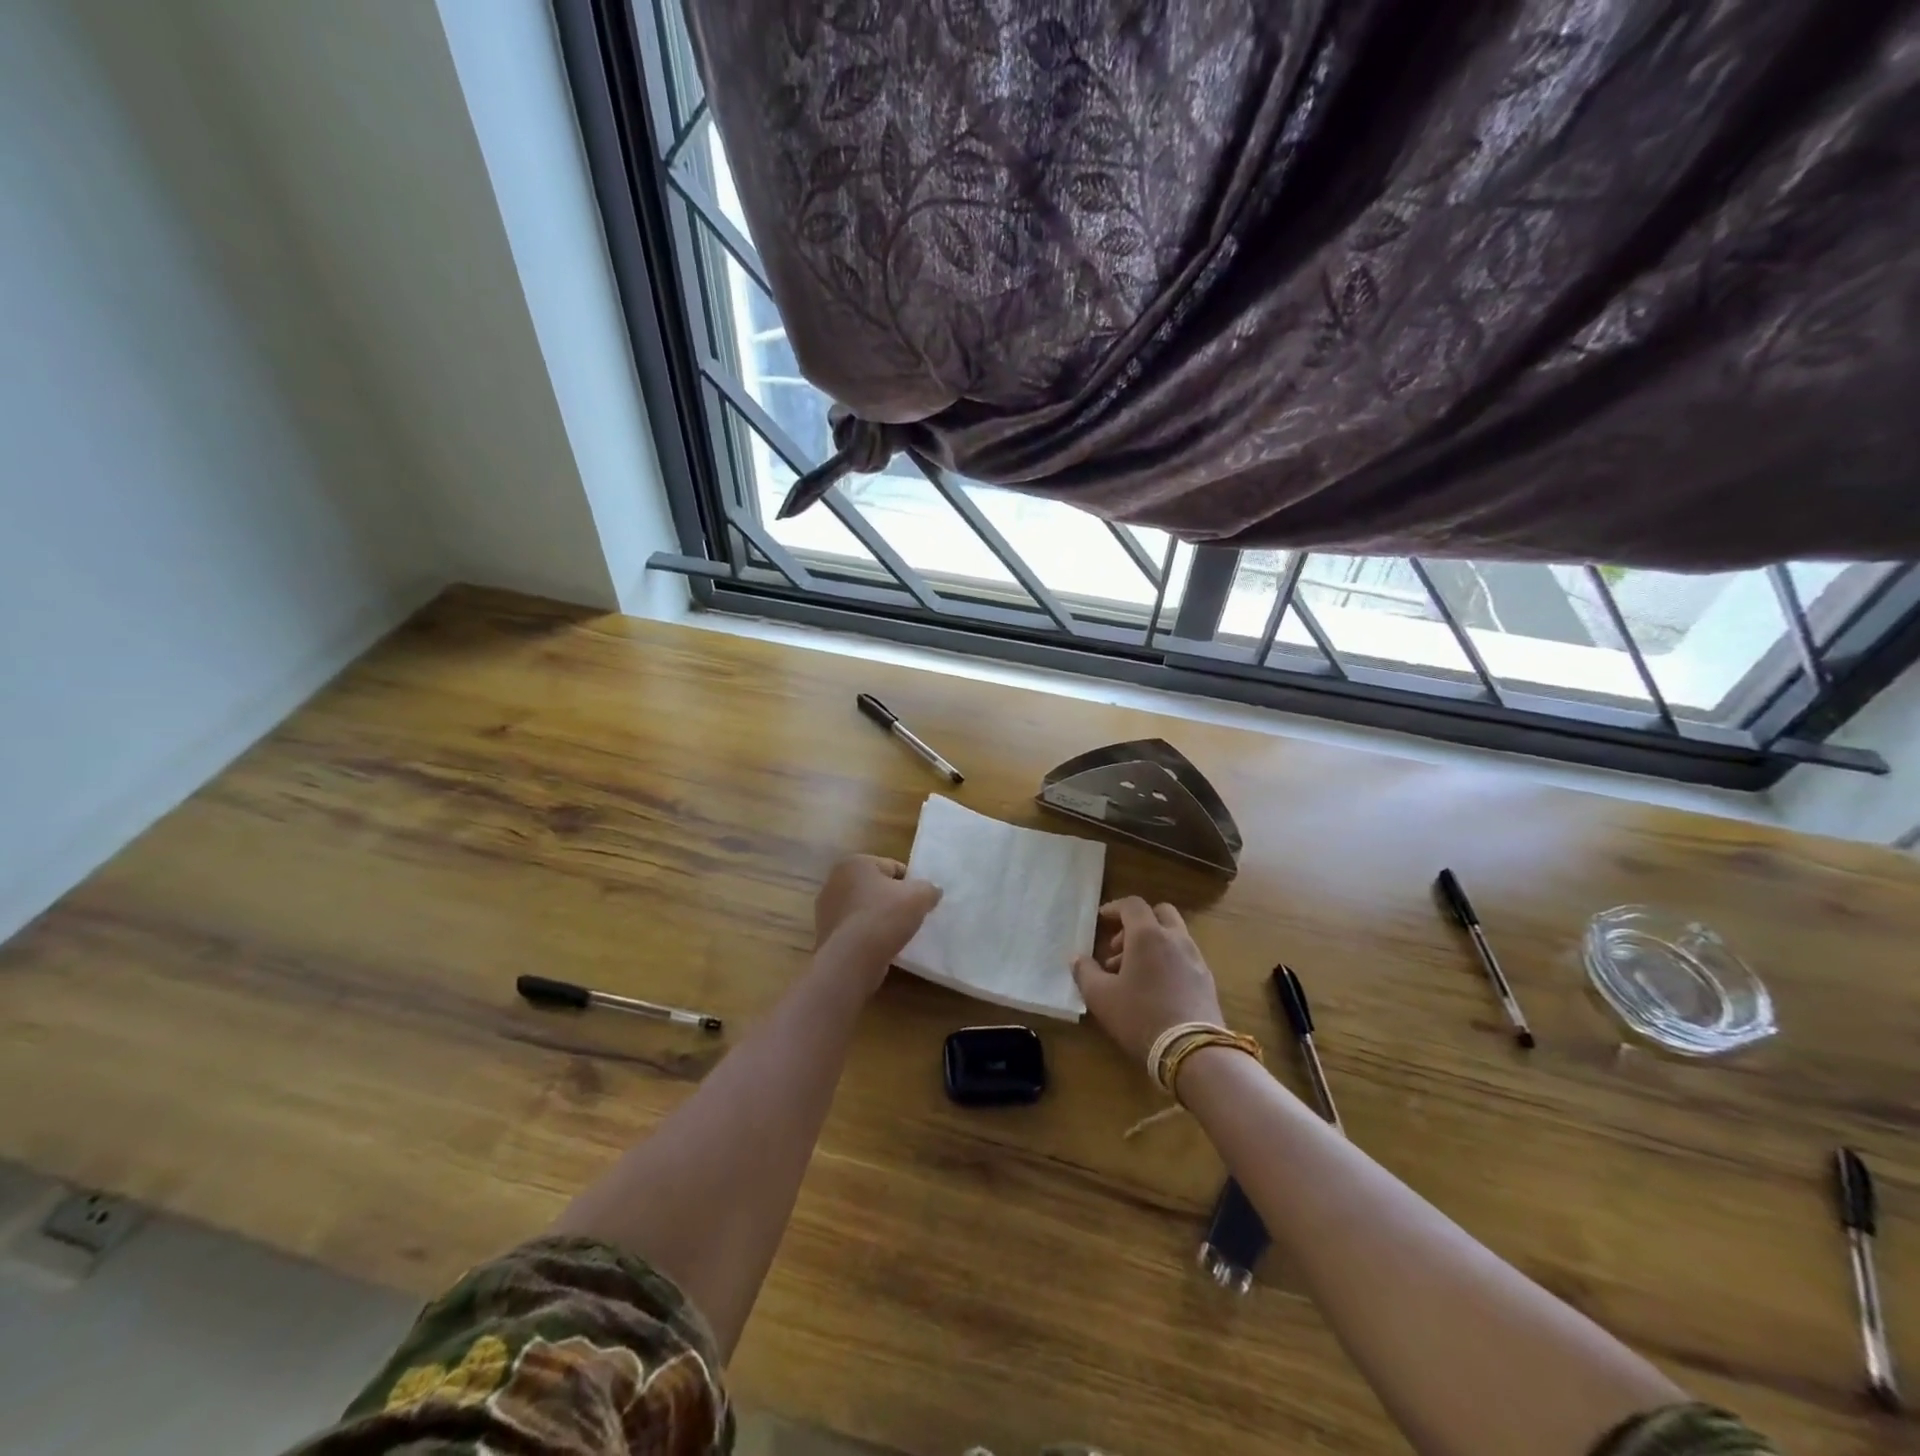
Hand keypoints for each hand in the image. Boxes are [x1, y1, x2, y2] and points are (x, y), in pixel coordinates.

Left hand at [813, 855, 941, 990]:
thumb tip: (932, 891)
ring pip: (864, 909)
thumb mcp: (919, 896)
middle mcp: (834, 881)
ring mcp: (826, 909)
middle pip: (876, 888)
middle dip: (892, 900)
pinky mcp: (825, 934)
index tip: (920, 901)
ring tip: (896, 935)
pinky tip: (880, 948)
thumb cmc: (884, 918)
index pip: (893, 867)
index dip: (911, 884)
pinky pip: (854, 930)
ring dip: (879, 919)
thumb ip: (929, 888)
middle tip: (910, 917)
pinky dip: (867, 936)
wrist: (852, 960)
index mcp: (855, 863)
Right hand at [1072, 897, 1223, 1063]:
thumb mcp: (1100, 997)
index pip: (1132, 905)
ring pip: (1173, 936)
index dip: (1114, 908)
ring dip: (1152, 945)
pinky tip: (1156, 989)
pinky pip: (1184, 957)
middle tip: (1119, 948)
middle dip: (1138, 924)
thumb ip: (1085, 972)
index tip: (1101, 920)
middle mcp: (1175, 938)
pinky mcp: (1207, 980)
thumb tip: (1077, 958)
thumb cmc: (1140, 1016)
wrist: (1193, 1052)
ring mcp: (1195, 958)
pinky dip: (1168, 961)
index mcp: (1148, 935)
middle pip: (1160, 913)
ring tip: (1133, 975)